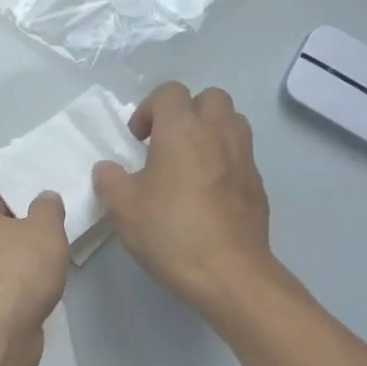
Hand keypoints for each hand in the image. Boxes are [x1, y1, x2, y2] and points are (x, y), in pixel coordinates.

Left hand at [0, 190, 69, 365]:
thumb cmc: (16, 266)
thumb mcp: (46, 229)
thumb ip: (47, 209)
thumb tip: (45, 199)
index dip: (14, 212)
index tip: (35, 229)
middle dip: (6, 242)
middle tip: (37, 253)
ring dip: (3, 271)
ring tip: (33, 281)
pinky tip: (20, 304)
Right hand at [93, 82, 287, 314]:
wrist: (228, 272)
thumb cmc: (170, 233)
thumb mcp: (122, 208)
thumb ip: (109, 180)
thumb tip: (108, 169)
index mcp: (183, 130)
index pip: (169, 92)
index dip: (149, 109)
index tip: (138, 140)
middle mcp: (218, 132)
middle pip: (209, 98)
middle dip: (186, 113)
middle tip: (166, 145)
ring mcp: (244, 157)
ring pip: (231, 122)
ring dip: (209, 132)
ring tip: (188, 164)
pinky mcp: (258, 184)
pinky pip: (240, 155)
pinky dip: (223, 160)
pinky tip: (206, 194)